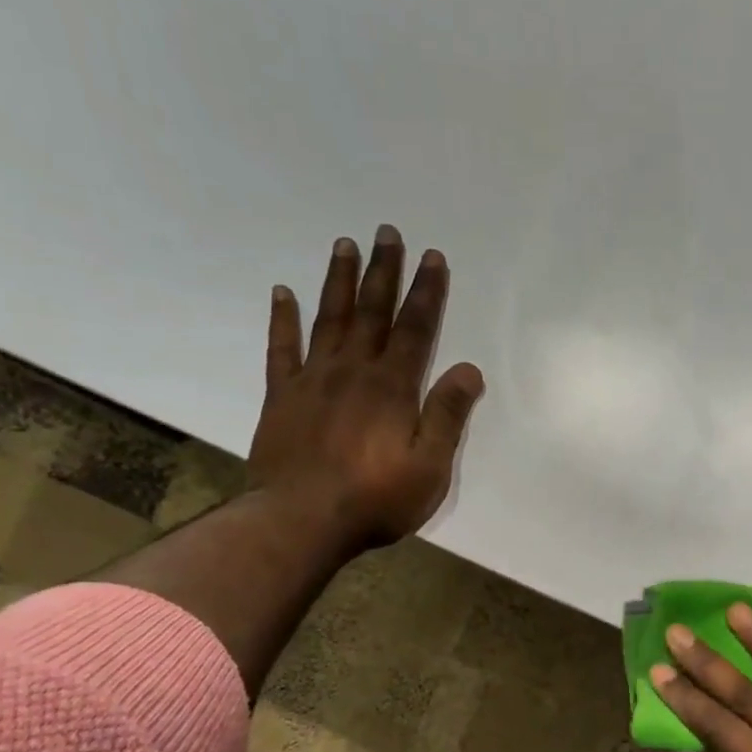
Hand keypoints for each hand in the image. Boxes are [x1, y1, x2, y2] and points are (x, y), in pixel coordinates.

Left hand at [248, 226, 483, 547]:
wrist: (301, 520)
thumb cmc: (375, 499)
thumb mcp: (429, 467)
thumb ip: (447, 416)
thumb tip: (469, 370)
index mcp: (393, 388)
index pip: (415, 329)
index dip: (426, 293)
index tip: (432, 257)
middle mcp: (354, 372)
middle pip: (371, 312)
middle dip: (383, 271)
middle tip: (386, 231)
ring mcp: (314, 380)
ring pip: (329, 319)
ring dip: (338, 280)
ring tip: (344, 244)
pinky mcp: (283, 397)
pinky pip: (282, 348)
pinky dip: (284, 319)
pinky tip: (283, 292)